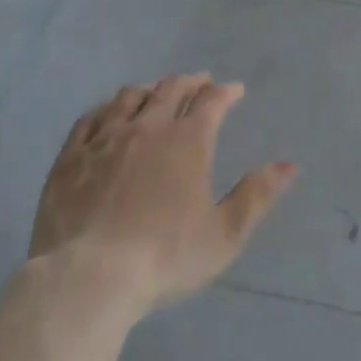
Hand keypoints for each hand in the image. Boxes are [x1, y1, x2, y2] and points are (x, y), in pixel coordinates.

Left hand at [30, 74, 295, 315]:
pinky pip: (90, 118)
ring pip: (130, 97)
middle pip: (171, 89)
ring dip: (150, 89)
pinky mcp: (71, 157)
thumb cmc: (164, 258)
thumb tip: (288, 164)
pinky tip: (109, 113)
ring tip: (157, 91)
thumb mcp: (224, 235)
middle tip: (200, 82)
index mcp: (188, 141)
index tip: (234, 91)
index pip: (211, 101)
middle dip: (190, 82)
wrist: (88, 278)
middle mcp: (148, 127)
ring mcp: (106, 138)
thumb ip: (256, 195)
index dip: (225, 92)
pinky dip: (107, 108)